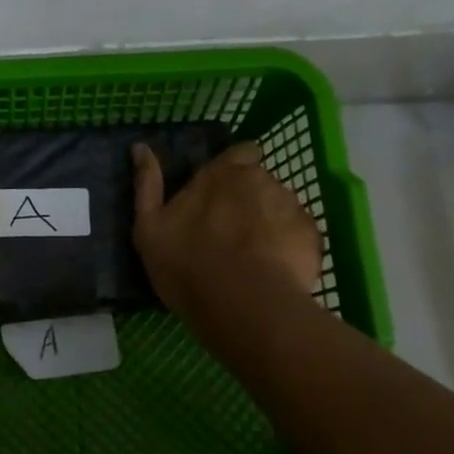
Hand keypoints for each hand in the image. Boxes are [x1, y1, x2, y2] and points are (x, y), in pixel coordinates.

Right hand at [131, 141, 321, 313]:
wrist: (243, 306)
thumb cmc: (187, 264)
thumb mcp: (149, 227)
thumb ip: (147, 184)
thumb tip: (140, 146)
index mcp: (221, 173)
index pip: (240, 152)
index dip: (233, 167)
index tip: (220, 191)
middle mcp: (261, 180)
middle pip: (260, 180)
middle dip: (249, 197)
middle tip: (230, 230)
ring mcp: (292, 207)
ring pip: (280, 206)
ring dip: (268, 220)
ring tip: (253, 254)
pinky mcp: (313, 236)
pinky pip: (299, 233)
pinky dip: (288, 245)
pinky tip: (273, 269)